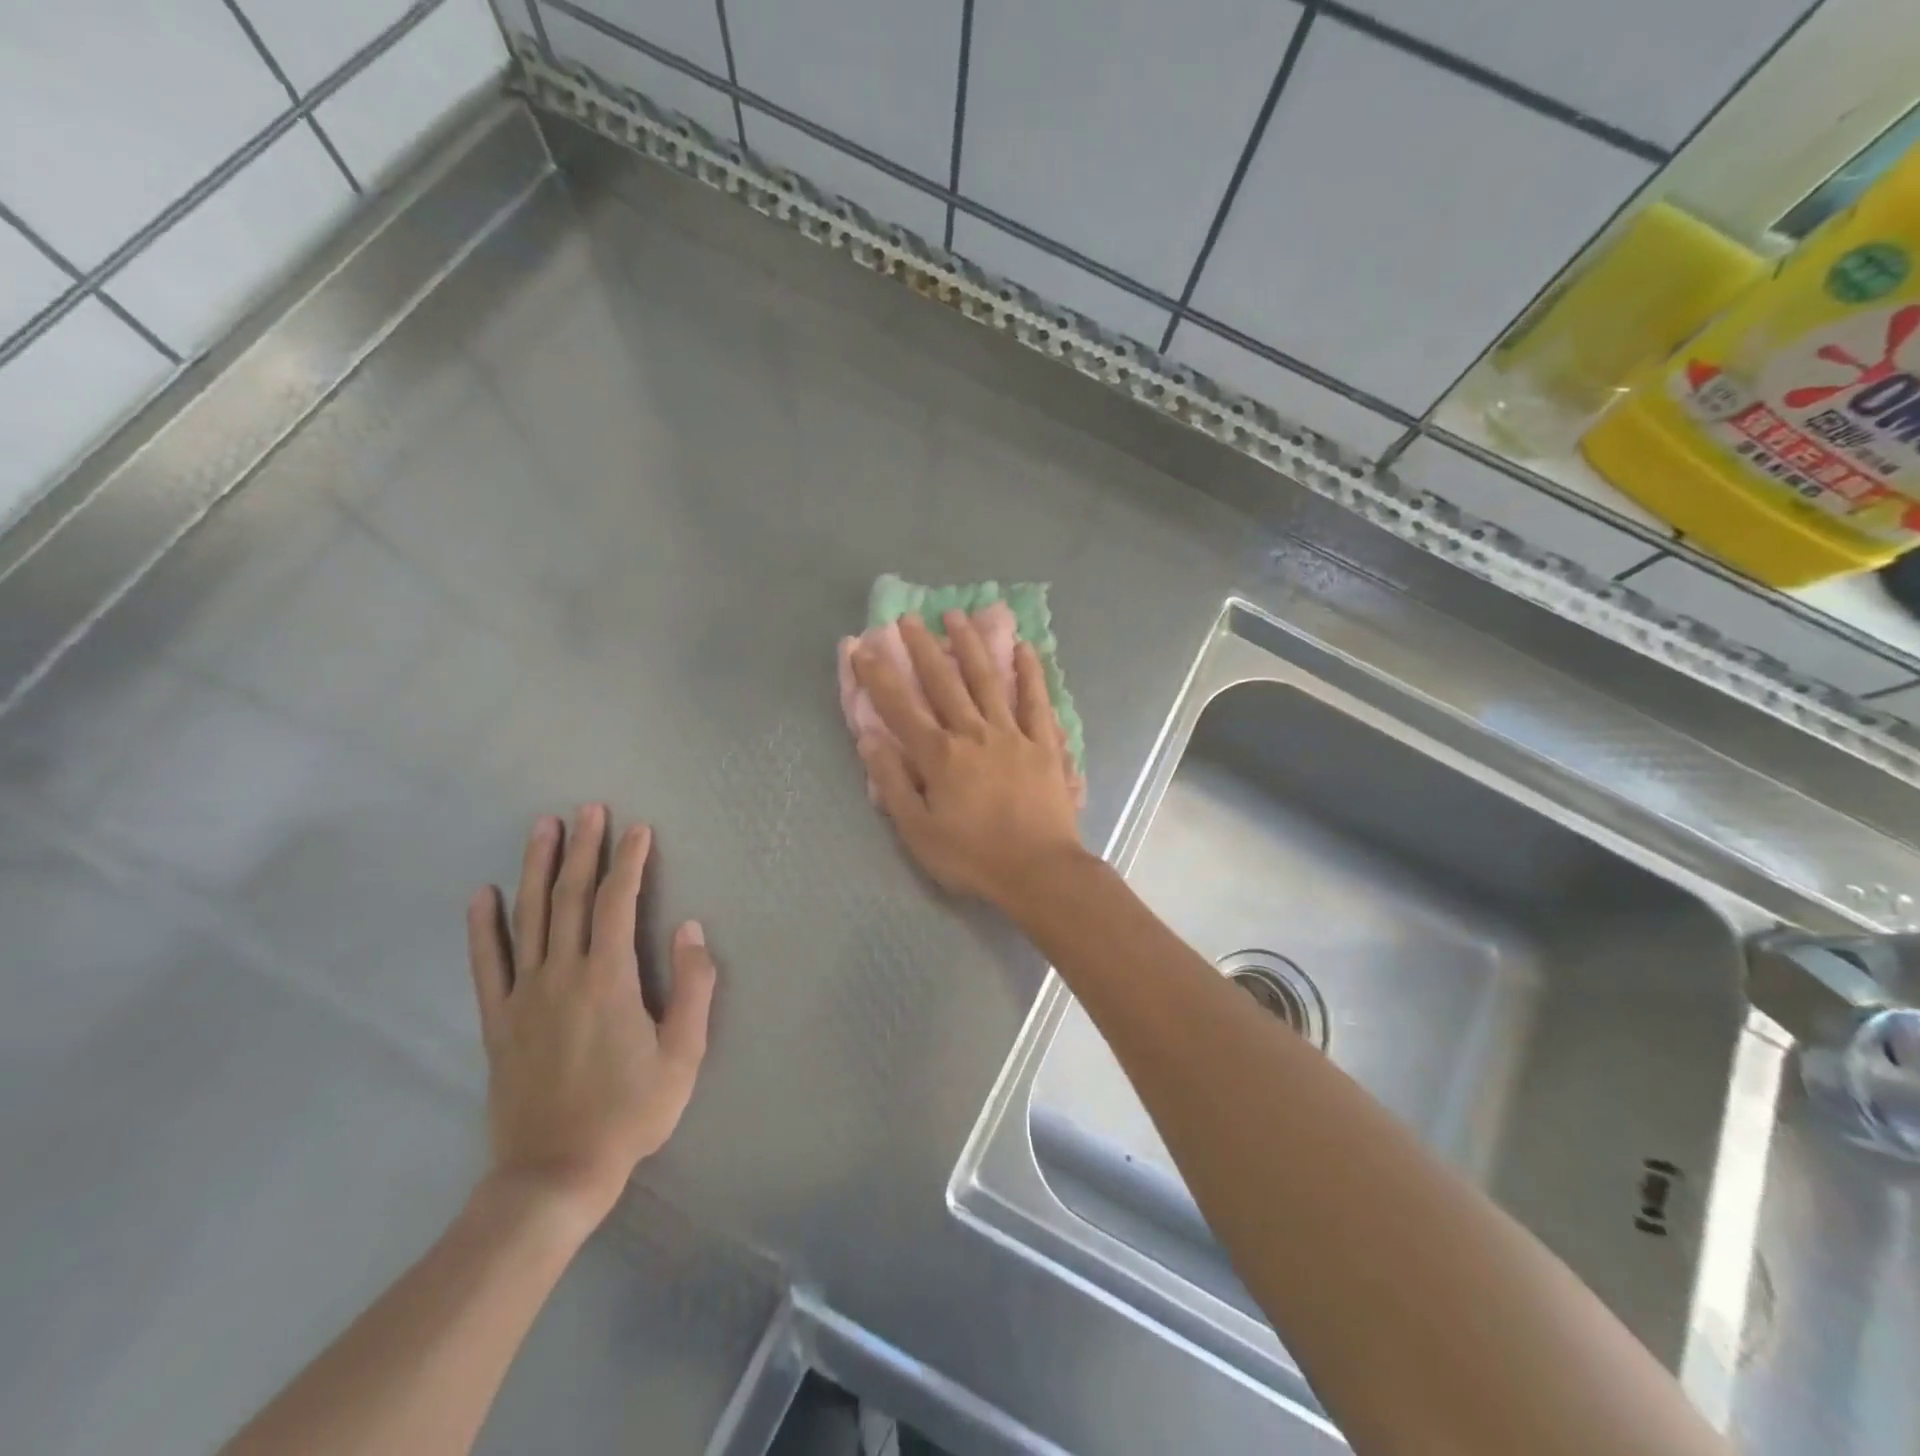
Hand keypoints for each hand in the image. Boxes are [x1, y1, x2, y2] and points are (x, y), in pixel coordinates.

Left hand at [465, 806, 715, 1232]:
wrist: (554, 1174)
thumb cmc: (630, 1112)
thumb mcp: (684, 1054)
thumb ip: (693, 986)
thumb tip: (689, 928)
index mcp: (609, 979)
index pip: (618, 903)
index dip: (629, 862)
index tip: (638, 829)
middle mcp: (562, 975)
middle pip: (571, 898)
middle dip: (583, 849)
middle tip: (589, 809)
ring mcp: (524, 996)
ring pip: (530, 918)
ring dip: (537, 869)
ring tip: (543, 828)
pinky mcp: (499, 1021)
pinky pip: (487, 965)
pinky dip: (484, 927)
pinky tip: (483, 894)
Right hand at [852, 611, 1084, 910]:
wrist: (1038, 870)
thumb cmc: (973, 856)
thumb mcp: (918, 831)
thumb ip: (893, 783)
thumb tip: (870, 740)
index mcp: (939, 756)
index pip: (901, 708)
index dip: (879, 676)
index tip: (863, 647)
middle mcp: (973, 733)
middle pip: (943, 683)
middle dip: (922, 648)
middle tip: (908, 619)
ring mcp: (1011, 734)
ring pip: (987, 680)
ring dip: (969, 646)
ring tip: (956, 616)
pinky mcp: (1043, 743)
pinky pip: (1036, 701)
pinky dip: (1030, 673)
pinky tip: (1024, 648)